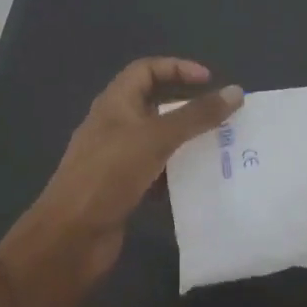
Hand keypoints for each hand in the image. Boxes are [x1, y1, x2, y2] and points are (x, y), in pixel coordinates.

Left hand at [29, 58, 243, 282]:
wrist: (70, 237)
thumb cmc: (109, 175)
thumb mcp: (156, 138)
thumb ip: (197, 115)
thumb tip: (236, 91)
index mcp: (115, 104)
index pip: (146, 70)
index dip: (177, 68)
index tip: (210, 81)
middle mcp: (114, 126)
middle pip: (155, 104)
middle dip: (189, 108)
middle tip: (222, 117)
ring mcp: (117, 159)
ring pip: (159, 140)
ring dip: (187, 142)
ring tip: (220, 148)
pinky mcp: (123, 189)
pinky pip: (157, 172)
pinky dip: (177, 173)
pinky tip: (200, 181)